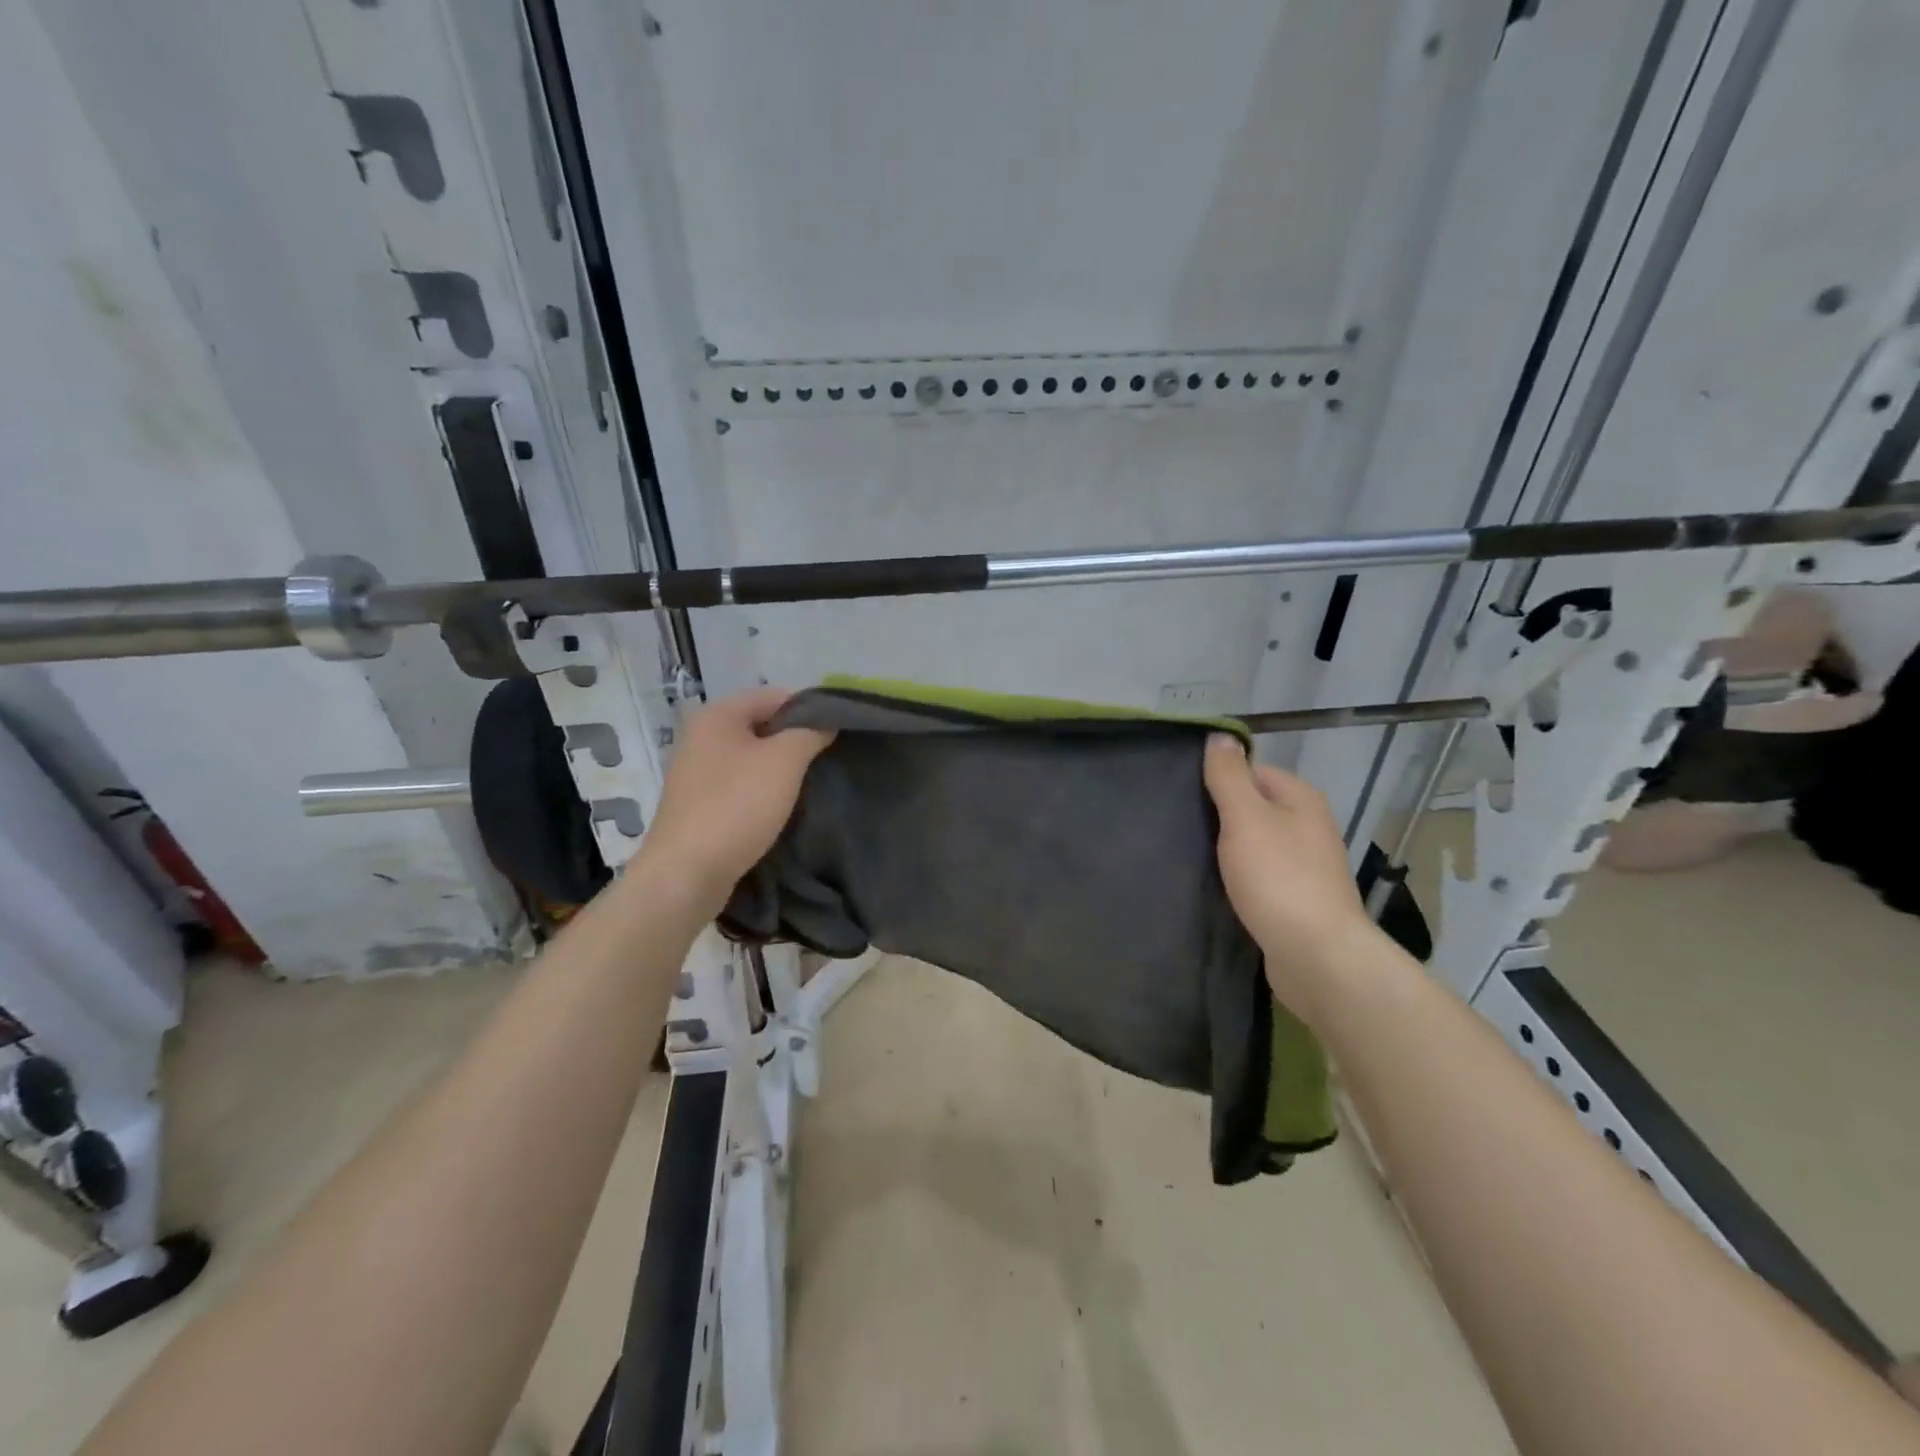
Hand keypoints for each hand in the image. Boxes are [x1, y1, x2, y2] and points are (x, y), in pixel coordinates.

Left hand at [633, 688, 833, 909]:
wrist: (686, 874)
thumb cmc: (736, 806)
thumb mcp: (784, 761)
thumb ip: (811, 732)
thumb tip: (828, 719)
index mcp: (718, 715)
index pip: (775, 695)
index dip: (811, 708)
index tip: (840, 731)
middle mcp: (702, 736)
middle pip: (763, 725)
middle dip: (797, 739)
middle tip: (830, 758)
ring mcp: (697, 772)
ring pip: (753, 757)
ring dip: (782, 768)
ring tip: (812, 784)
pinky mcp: (699, 804)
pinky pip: (741, 784)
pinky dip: (764, 790)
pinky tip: (783, 807)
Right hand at [1203, 734, 1383, 1023]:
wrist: (1316, 955)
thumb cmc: (1278, 877)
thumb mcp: (1245, 817)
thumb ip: (1229, 776)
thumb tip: (1219, 735)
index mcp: (1300, 798)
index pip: (1252, 770)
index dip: (1219, 780)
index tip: (1185, 796)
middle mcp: (1309, 825)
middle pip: (1254, 807)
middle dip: (1220, 816)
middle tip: (1182, 826)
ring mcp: (1306, 864)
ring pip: (1255, 843)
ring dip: (1228, 849)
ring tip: (1192, 856)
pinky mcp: (1297, 898)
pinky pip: (1260, 874)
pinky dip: (1240, 877)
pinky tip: (1217, 886)